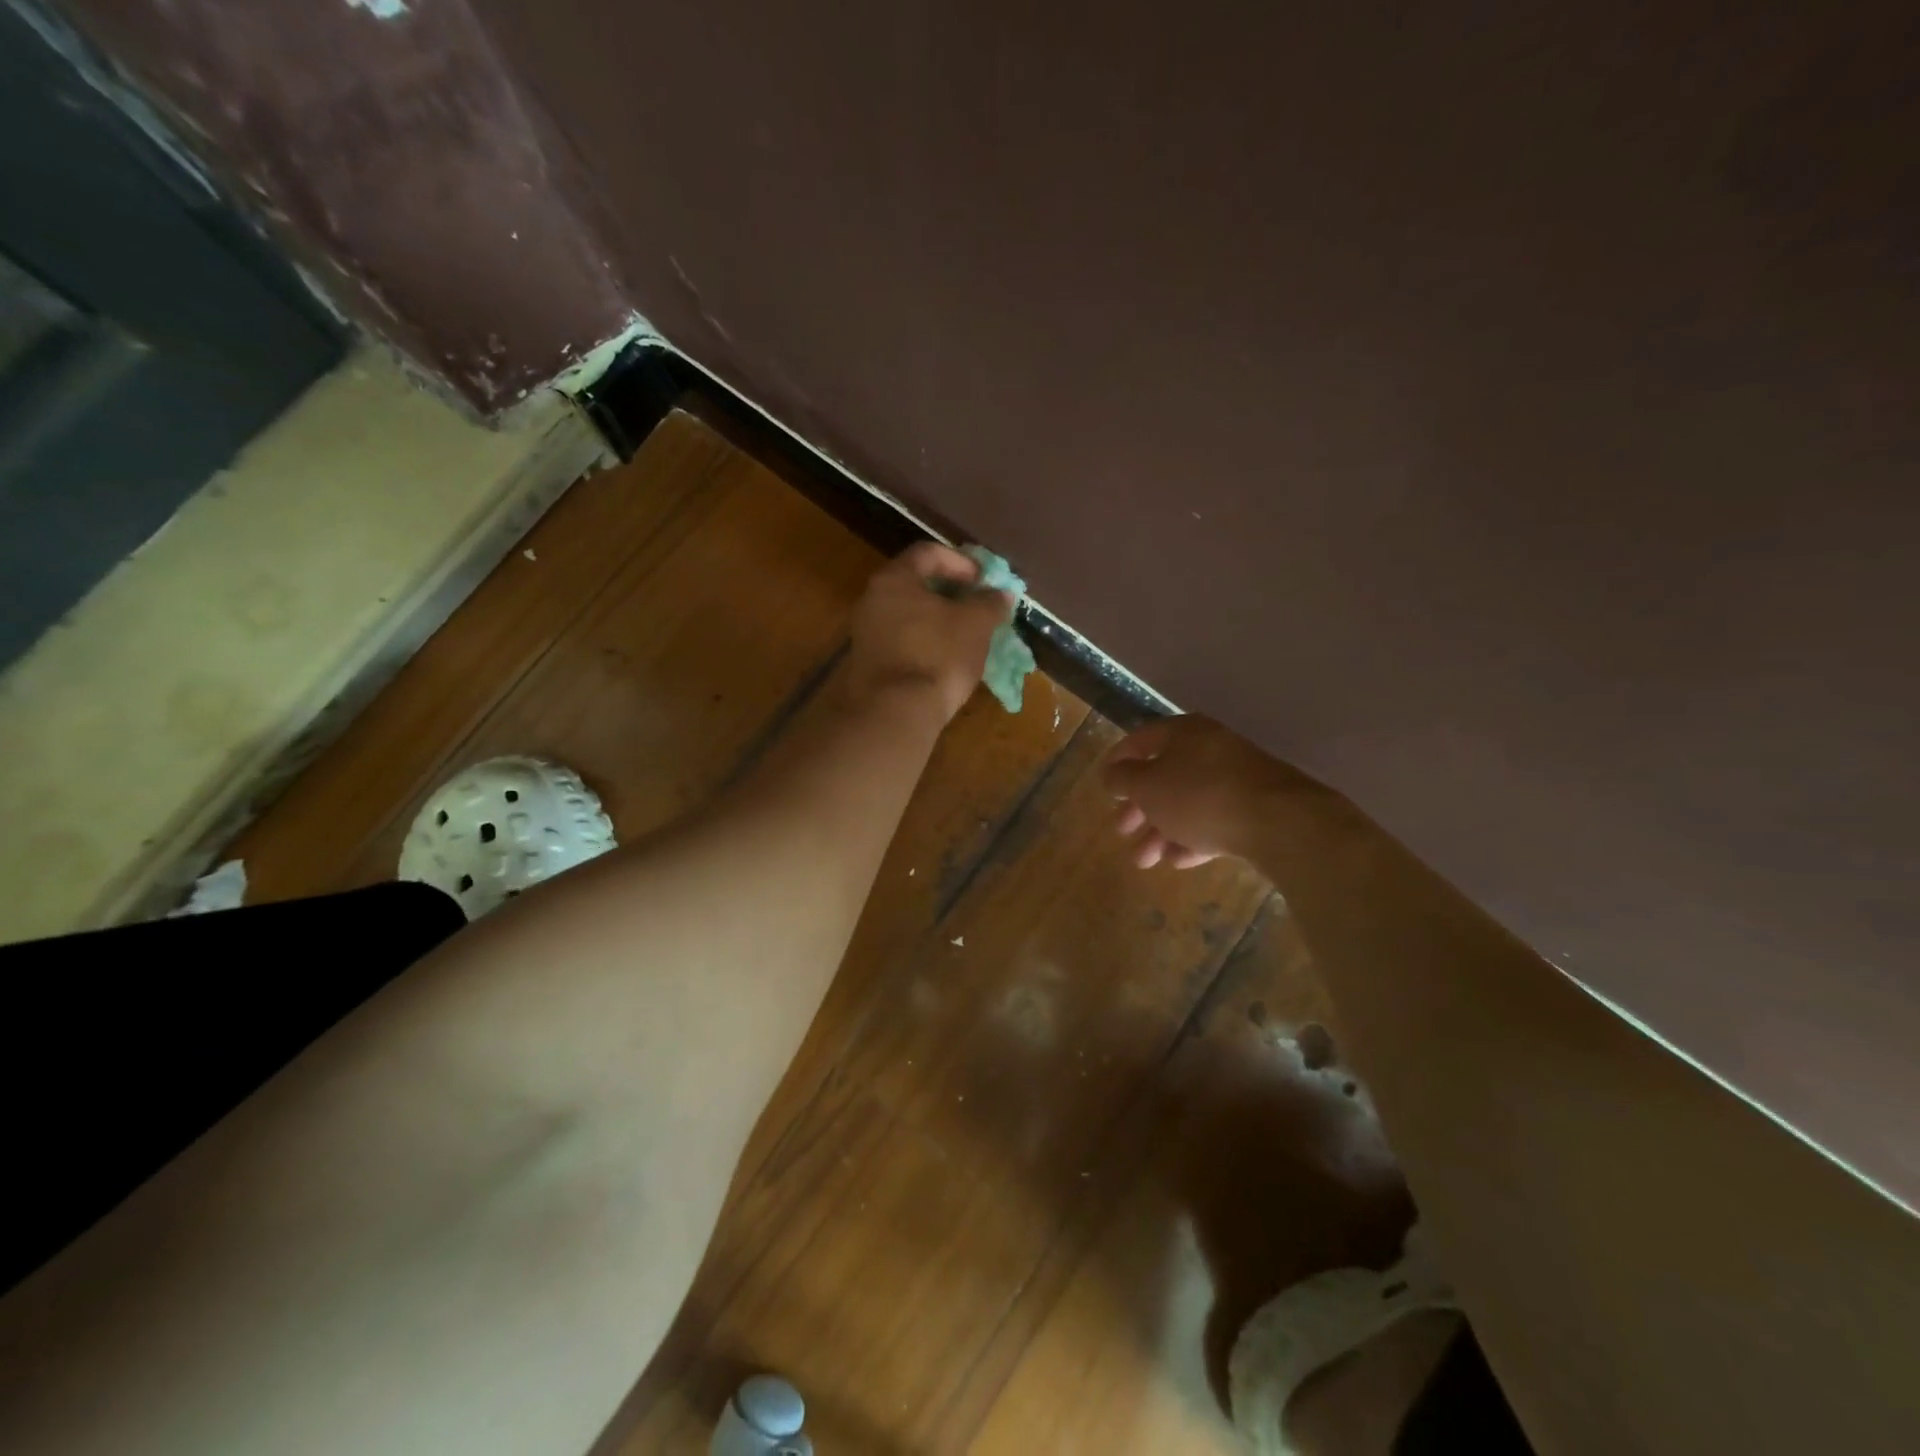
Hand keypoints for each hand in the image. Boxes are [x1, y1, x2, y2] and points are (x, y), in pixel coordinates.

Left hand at [846, 543, 1013, 723]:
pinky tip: (945, 658)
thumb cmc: (937, 656)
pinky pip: (902, 640)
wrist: (895, 712)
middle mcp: (872, 599)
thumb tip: (1000, 594)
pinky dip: (925, 641)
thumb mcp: (975, 624)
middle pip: (916, 584)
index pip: (929, 553)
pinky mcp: (869, 662)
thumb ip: (990, 603)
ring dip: (938, 619)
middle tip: (977, 606)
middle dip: (951, 592)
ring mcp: (866, 632)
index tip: (984, 581)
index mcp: (895, 579)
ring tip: (966, 634)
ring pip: (909, 614)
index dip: (961, 562)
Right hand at [1102, 715, 1335, 868]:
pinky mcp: (1256, 808)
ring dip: (1161, 831)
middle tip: (1121, 830)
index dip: (1119, 760)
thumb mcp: (1148, 786)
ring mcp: (1236, 779)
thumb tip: (1111, 773)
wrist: (1278, 821)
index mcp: (1184, 733)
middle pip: (1165, 776)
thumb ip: (1123, 779)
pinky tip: (1179, 861)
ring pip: (1188, 803)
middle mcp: (1210, 749)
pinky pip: (1215, 821)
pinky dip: (1193, 838)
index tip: (1105, 784)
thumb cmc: (1199, 795)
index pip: (1142, 739)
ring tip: (1144, 861)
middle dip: (1139, 808)